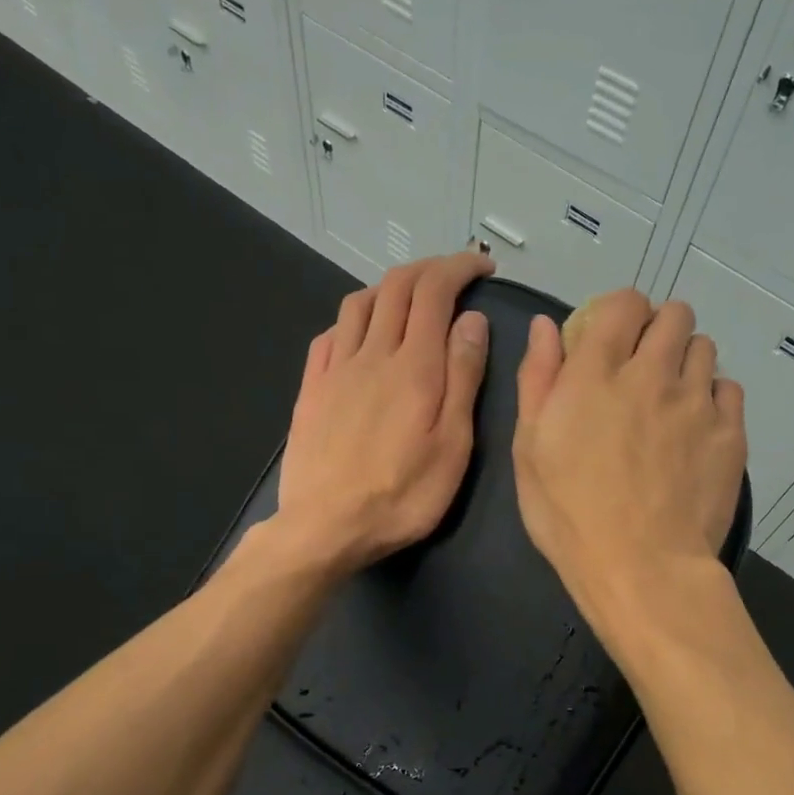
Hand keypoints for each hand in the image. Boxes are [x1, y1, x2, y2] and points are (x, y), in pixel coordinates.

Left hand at [275, 252, 493, 579]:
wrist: (325, 527)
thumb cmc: (402, 495)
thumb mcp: (453, 444)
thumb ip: (462, 378)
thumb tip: (471, 320)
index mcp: (413, 366)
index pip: (434, 291)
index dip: (459, 267)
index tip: (482, 266)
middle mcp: (371, 354)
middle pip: (396, 287)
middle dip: (429, 268)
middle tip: (455, 276)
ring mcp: (335, 370)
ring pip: (359, 303)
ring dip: (389, 287)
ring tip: (411, 299)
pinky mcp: (311, 389)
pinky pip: (329, 335)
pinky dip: (353, 318)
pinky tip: (361, 334)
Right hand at [512, 289, 746, 630]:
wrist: (642, 567)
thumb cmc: (570, 514)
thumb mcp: (529, 448)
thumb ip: (538, 378)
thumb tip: (548, 325)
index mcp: (597, 373)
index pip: (623, 303)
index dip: (619, 312)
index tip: (611, 338)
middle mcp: (652, 373)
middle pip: (674, 315)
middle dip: (657, 329)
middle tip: (643, 367)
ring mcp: (697, 402)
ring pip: (704, 348)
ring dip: (686, 361)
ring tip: (672, 399)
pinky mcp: (731, 432)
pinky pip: (729, 390)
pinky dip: (713, 398)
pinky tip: (697, 429)